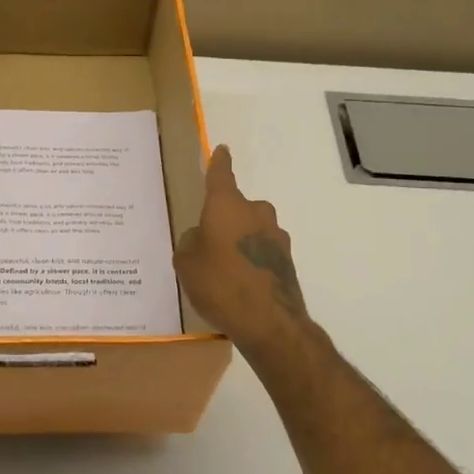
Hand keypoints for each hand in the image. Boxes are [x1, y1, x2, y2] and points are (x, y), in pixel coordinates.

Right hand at [173, 145, 310, 355]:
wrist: (270, 323)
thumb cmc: (220, 285)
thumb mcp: (187, 263)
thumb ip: (191, 243)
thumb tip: (201, 237)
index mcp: (227, 206)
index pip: (220, 175)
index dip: (219, 163)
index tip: (222, 149)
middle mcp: (255, 212)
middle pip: (235, 207)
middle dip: (223, 220)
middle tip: (207, 244)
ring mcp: (276, 235)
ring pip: (250, 230)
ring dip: (239, 241)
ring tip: (223, 271)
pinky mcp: (287, 259)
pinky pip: (261, 251)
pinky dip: (251, 260)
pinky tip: (240, 284)